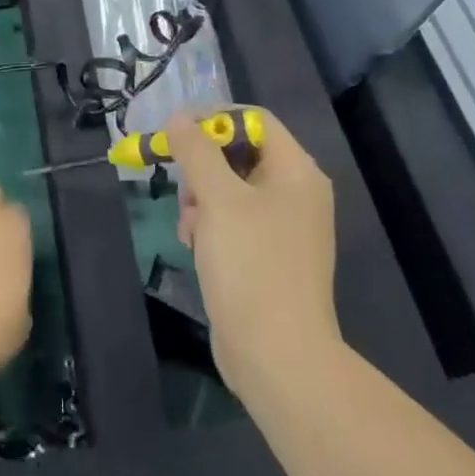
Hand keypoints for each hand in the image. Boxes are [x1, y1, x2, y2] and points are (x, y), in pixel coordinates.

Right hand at [170, 108, 339, 399]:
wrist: (277, 357)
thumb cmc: (252, 265)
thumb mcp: (218, 198)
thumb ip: (197, 151)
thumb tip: (179, 118)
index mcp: (296, 172)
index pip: (254, 120)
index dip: (214, 119)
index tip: (178, 132)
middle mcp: (295, 194)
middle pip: (239, 154)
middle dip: (203, 167)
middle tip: (183, 186)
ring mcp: (283, 228)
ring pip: (230, 189)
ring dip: (201, 200)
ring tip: (190, 227)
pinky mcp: (268, 257)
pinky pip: (233, 222)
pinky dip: (210, 226)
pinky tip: (196, 246)